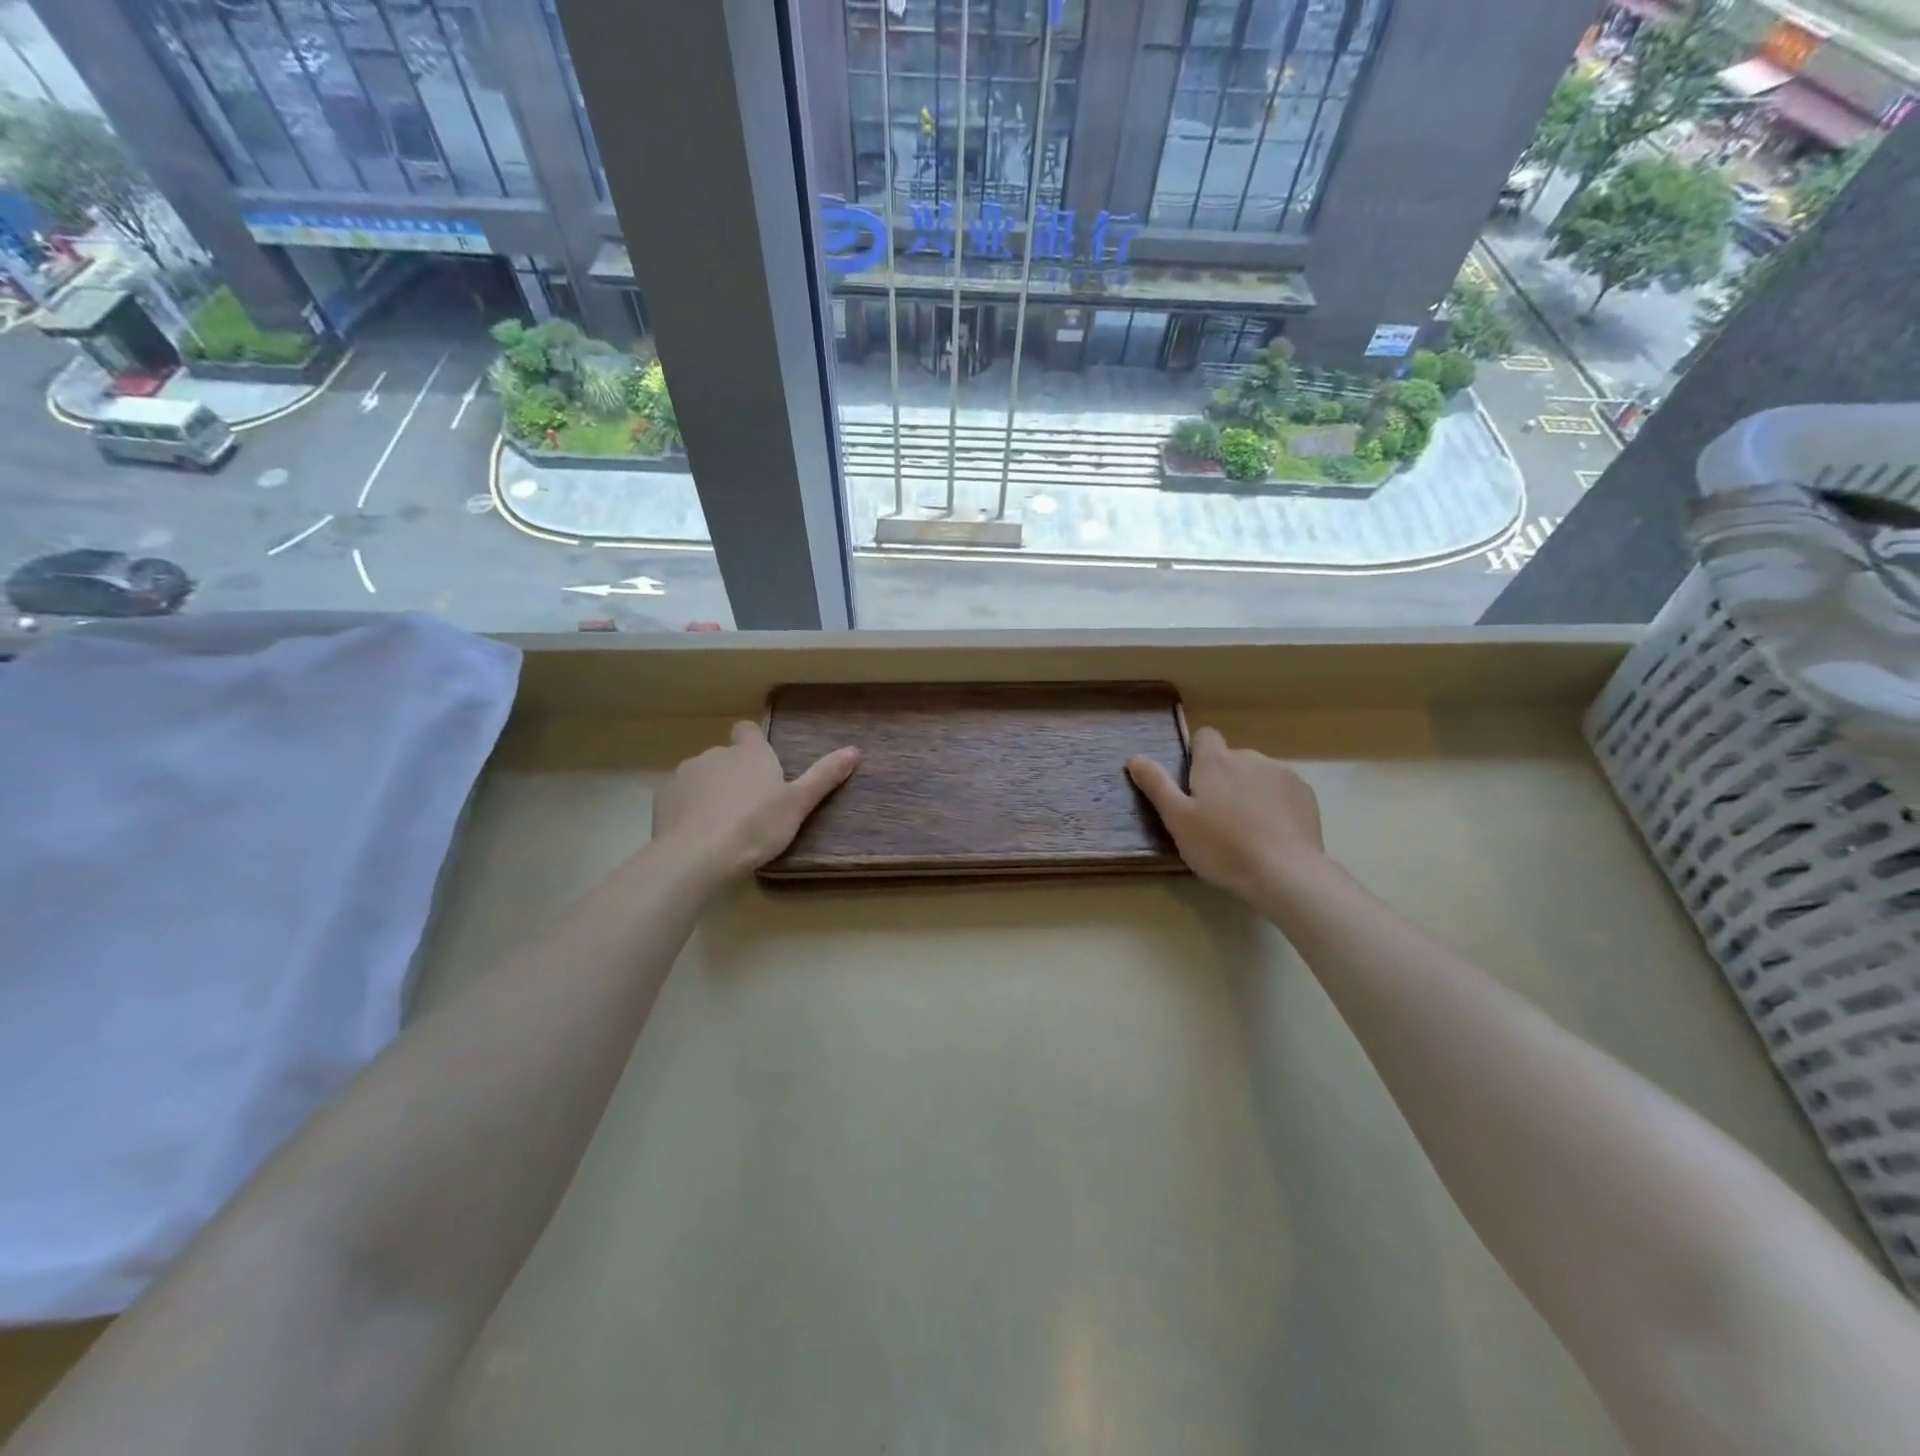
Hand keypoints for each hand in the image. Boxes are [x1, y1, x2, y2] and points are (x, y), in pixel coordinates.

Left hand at [652, 722, 859, 879]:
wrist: (697, 856)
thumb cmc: (756, 827)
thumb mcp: (798, 804)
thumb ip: (824, 776)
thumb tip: (855, 750)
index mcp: (750, 753)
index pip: (748, 730)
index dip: (754, 744)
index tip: (763, 767)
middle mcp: (715, 754)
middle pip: (727, 756)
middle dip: (735, 774)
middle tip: (751, 807)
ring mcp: (686, 774)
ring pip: (702, 776)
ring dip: (711, 791)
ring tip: (724, 824)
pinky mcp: (664, 798)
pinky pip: (681, 797)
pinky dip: (690, 809)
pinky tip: (699, 833)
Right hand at [1127, 727, 1324, 902]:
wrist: (1284, 873)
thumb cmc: (1221, 846)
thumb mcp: (1177, 819)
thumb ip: (1156, 785)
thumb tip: (1134, 757)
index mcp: (1216, 762)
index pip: (1205, 737)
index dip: (1197, 755)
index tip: (1194, 784)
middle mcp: (1250, 757)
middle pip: (1231, 759)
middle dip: (1224, 779)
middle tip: (1215, 818)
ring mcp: (1282, 774)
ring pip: (1258, 775)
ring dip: (1250, 791)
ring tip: (1246, 829)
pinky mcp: (1306, 794)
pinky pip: (1283, 791)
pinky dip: (1276, 804)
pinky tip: (1272, 833)